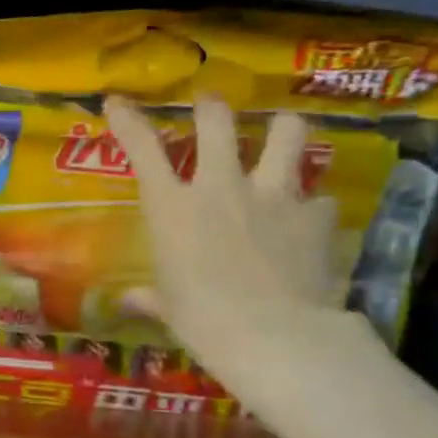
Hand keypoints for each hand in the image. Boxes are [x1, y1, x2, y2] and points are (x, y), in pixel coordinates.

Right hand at [105, 93, 338, 379]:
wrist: (273, 336)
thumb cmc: (202, 321)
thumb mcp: (168, 308)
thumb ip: (149, 296)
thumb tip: (128, 301)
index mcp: (172, 207)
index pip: (142, 148)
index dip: (128, 119)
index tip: (117, 100)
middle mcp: (220, 186)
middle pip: (217, 121)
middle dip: (211, 106)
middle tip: (211, 105)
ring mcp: (273, 195)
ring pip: (287, 134)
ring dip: (283, 130)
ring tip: (283, 132)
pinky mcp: (315, 215)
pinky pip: (320, 197)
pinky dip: (314, 204)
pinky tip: (312, 218)